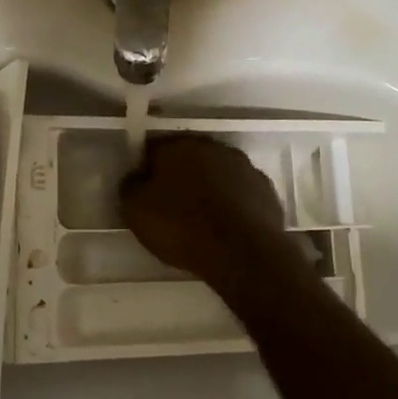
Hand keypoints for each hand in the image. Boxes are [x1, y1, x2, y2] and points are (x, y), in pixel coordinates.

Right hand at [120, 135, 307, 301]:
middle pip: (189, 158)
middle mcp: (213, 147)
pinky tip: (226, 228)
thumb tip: (136, 178)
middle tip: (170, 207)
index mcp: (179, 145)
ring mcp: (245, 167)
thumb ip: (131, 187)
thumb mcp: (136, 210)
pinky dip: (232, 206)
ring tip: (200, 221)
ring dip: (209, 189)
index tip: (144, 192)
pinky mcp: (266, 191)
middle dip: (180, 177)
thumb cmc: (182, 226)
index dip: (147, 170)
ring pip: (218, 174)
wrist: (242, 252)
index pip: (154, 149)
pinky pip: (240, 194)